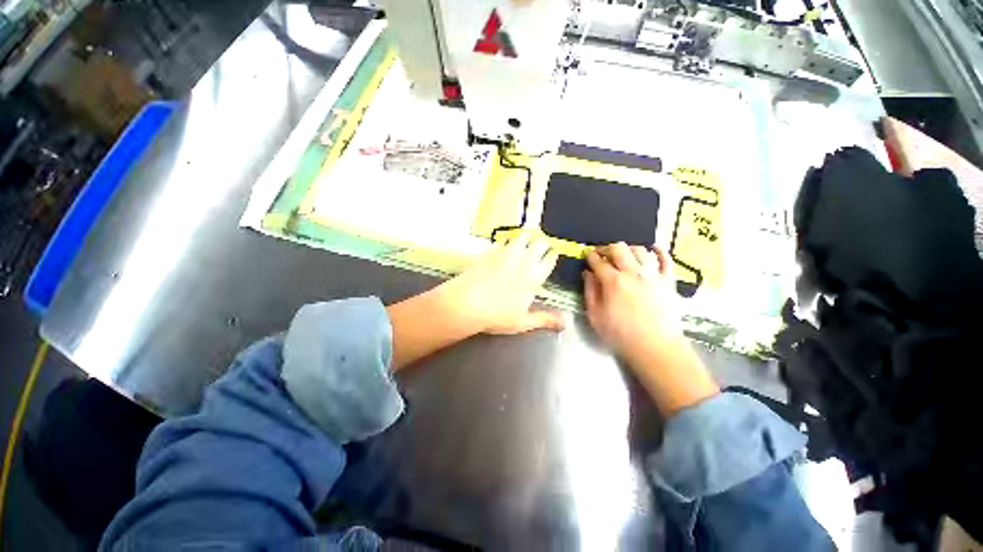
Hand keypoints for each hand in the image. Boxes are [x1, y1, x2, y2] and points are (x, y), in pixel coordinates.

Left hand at [441, 232, 564, 334]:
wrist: (466, 303)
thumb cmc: (496, 315)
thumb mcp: (522, 322)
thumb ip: (545, 320)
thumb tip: (566, 323)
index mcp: (533, 278)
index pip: (548, 261)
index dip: (552, 255)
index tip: (553, 252)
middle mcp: (522, 263)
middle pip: (537, 245)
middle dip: (542, 243)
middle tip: (542, 243)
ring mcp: (505, 255)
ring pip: (521, 238)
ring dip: (526, 237)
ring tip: (526, 237)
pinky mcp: (490, 253)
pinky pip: (502, 241)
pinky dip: (506, 240)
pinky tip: (505, 241)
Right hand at [583, 243, 717, 415]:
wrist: (656, 348)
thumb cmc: (620, 335)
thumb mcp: (595, 316)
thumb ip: (590, 291)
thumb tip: (587, 274)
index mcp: (613, 281)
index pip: (598, 261)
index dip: (590, 256)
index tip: (587, 256)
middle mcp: (633, 273)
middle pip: (618, 249)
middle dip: (606, 248)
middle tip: (602, 254)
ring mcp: (653, 275)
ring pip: (640, 250)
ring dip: (628, 249)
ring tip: (623, 255)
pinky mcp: (668, 281)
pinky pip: (666, 260)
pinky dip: (659, 251)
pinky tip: (653, 248)